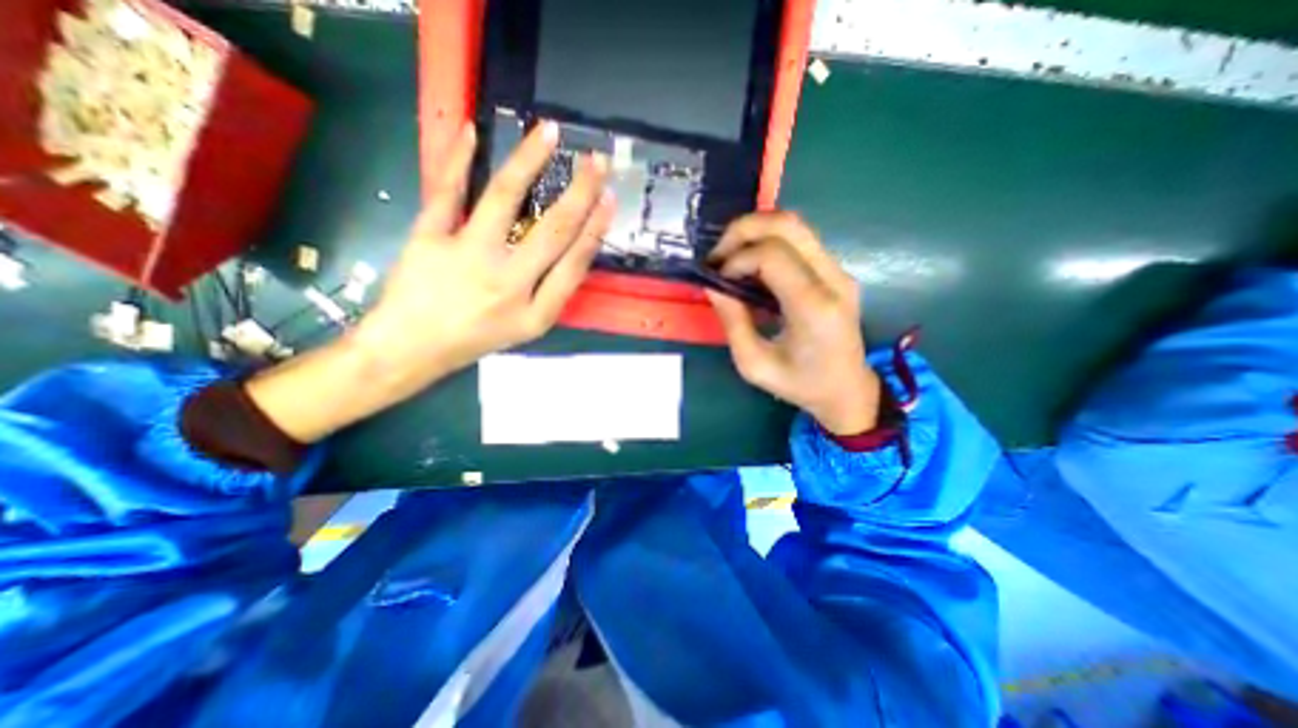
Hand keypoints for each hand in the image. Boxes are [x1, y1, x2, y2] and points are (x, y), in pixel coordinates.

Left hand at [246, 120, 615, 443]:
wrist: (412, 348)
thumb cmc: (477, 339)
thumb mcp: (527, 328)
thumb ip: (553, 293)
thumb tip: (576, 249)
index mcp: (535, 311)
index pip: (574, 263)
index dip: (595, 229)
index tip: (609, 200)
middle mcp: (508, 283)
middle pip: (552, 229)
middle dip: (580, 191)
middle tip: (598, 160)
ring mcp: (467, 257)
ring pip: (503, 198)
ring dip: (529, 160)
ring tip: (546, 132)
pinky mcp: (428, 238)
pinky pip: (447, 191)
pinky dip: (457, 158)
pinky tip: (471, 131)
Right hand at [705, 214, 888, 434]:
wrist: (847, 390)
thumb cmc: (800, 384)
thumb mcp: (754, 365)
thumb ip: (732, 322)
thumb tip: (713, 286)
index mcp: (814, 307)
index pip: (772, 255)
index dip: (737, 259)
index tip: (718, 280)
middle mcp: (833, 279)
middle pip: (787, 224)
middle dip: (743, 230)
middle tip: (717, 255)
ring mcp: (839, 271)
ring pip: (795, 225)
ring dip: (755, 232)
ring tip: (730, 257)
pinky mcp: (836, 271)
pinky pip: (800, 240)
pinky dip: (768, 242)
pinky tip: (751, 265)